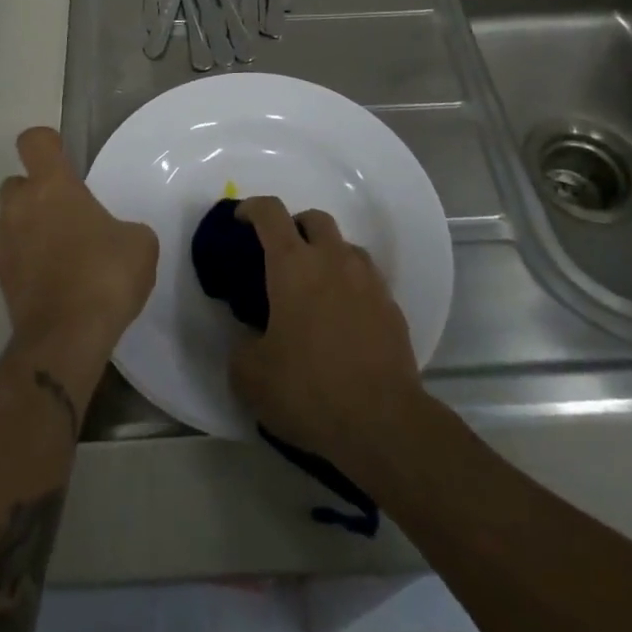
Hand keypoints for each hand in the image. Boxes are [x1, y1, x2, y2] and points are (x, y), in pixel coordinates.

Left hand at [0, 127, 158, 359]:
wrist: (65, 339)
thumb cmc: (105, 275)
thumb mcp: (139, 243)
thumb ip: (123, 227)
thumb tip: (116, 236)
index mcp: (52, 186)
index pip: (34, 141)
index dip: (48, 143)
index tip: (65, 157)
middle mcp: (19, 207)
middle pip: (16, 182)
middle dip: (36, 191)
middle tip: (66, 212)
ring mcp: (4, 245)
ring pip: (9, 220)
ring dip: (28, 227)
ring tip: (60, 249)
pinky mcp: (0, 280)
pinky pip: (12, 255)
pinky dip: (27, 260)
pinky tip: (55, 279)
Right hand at [229, 197, 424, 472]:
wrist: (383, 422)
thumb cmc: (309, 390)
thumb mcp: (250, 376)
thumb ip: (241, 347)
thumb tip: (249, 339)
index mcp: (293, 265)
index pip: (270, 213)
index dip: (251, 208)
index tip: (239, 219)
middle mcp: (333, 260)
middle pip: (314, 219)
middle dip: (294, 226)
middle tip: (280, 256)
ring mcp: (368, 281)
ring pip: (345, 246)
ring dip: (326, 254)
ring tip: (314, 288)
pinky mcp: (392, 307)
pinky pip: (366, 280)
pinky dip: (350, 286)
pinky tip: (342, 318)